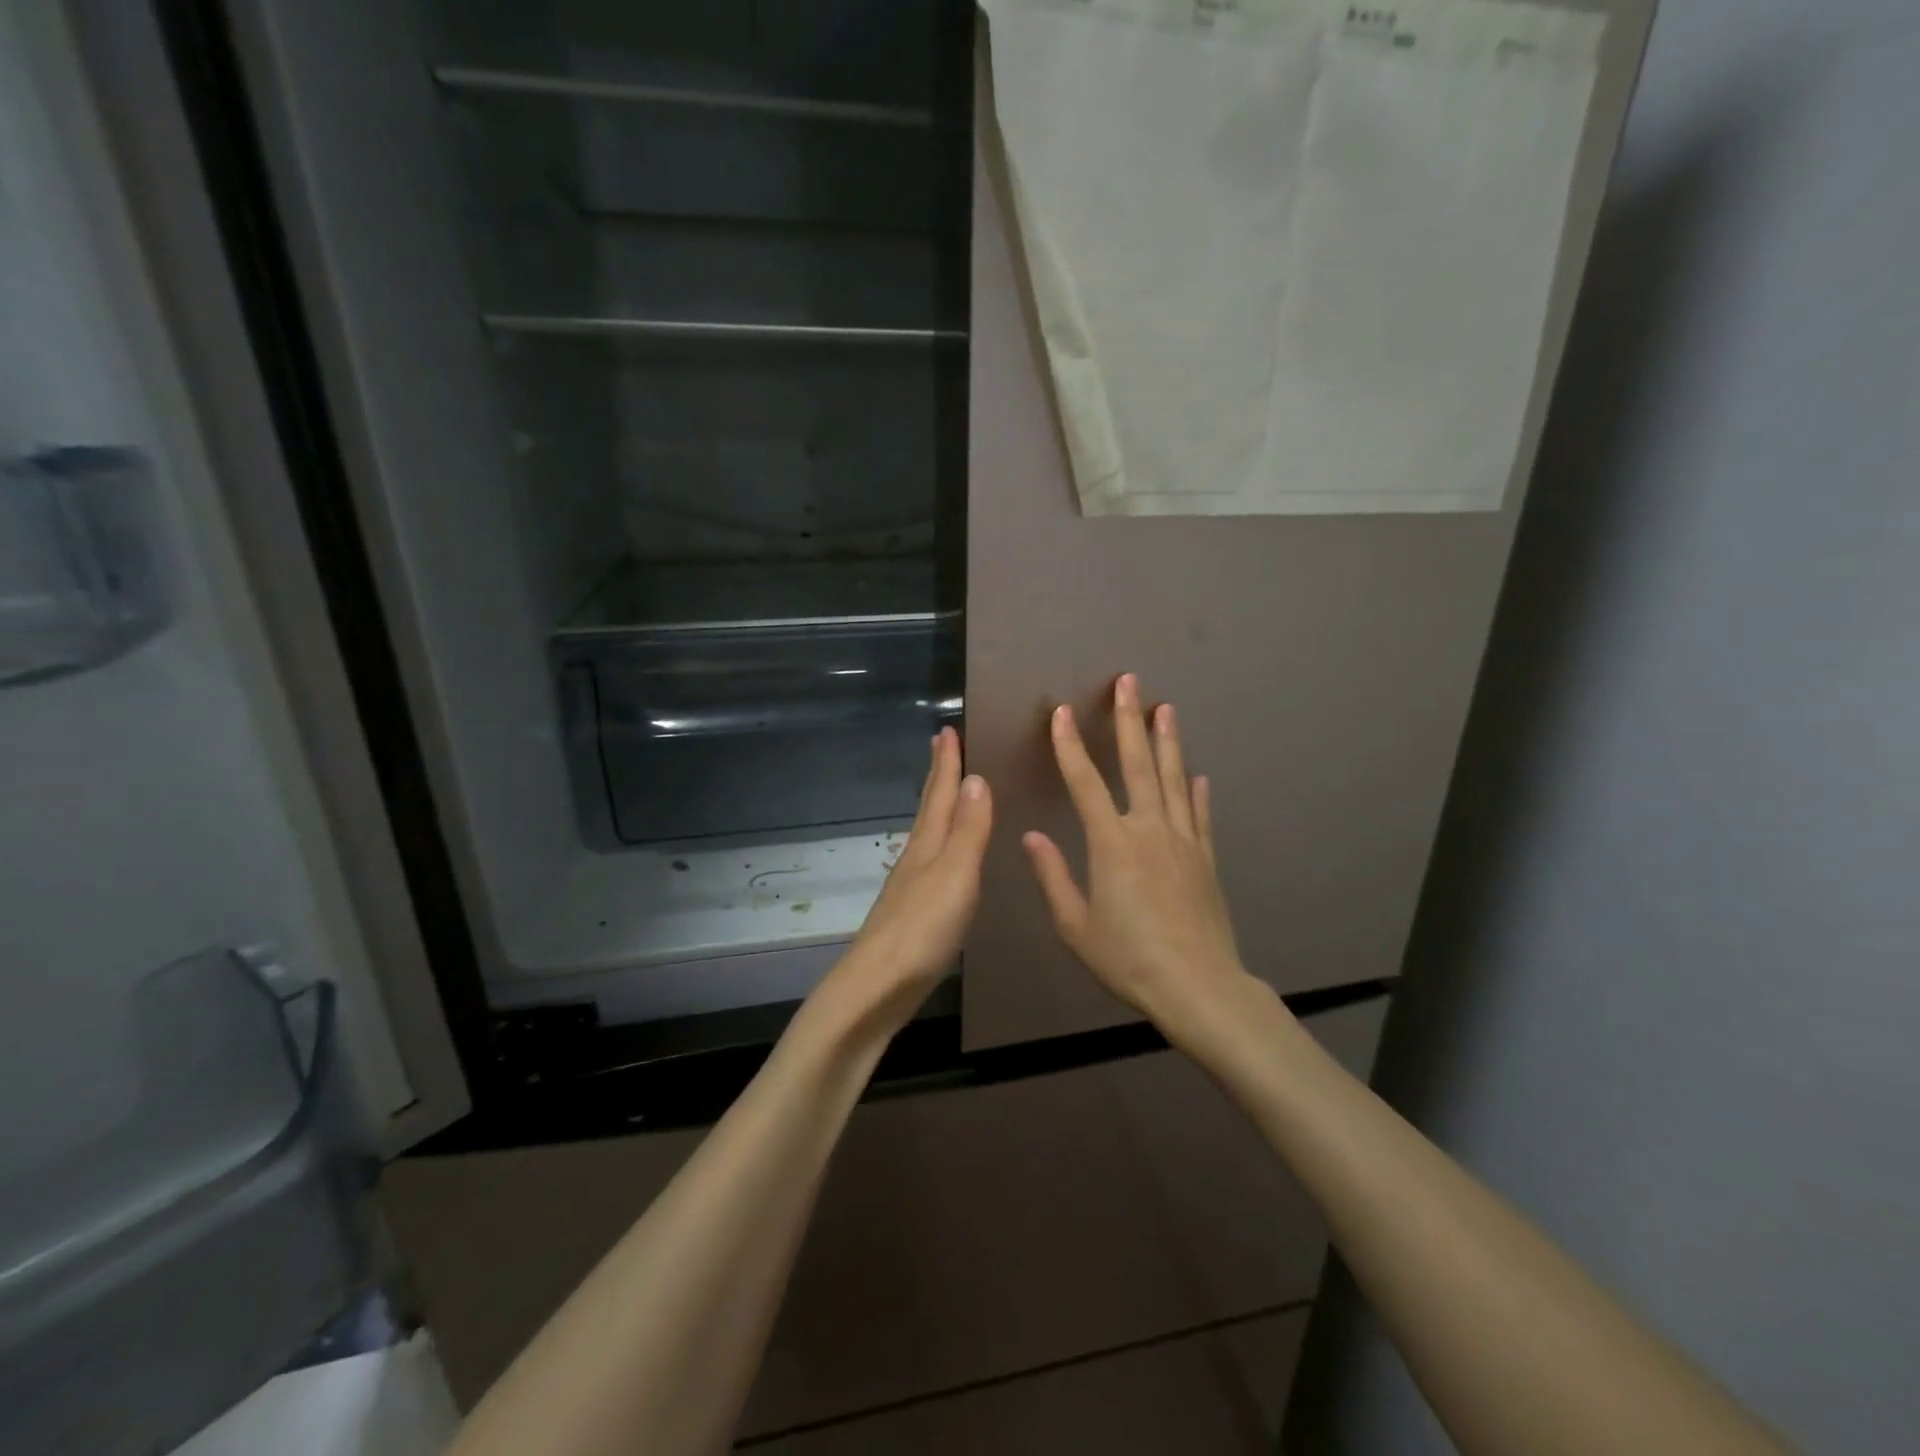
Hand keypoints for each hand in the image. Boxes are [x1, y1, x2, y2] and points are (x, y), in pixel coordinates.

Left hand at [817, 726, 991, 1036]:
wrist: (877, 988)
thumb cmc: (921, 929)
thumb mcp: (955, 874)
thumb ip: (968, 830)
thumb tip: (976, 778)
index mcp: (927, 845)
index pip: (939, 794)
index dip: (946, 763)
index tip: (946, 730)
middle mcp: (916, 858)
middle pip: (928, 808)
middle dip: (938, 776)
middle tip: (942, 746)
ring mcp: (911, 886)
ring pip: (928, 833)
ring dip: (939, 807)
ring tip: (949, 793)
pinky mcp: (913, 913)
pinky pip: (931, 862)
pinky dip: (941, 844)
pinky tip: (944, 857)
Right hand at [1023, 674, 1253, 1039]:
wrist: (1198, 987)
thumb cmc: (1128, 958)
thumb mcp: (1075, 926)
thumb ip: (1053, 877)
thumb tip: (1031, 837)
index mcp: (1112, 843)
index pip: (1085, 783)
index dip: (1070, 746)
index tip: (1061, 712)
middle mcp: (1149, 830)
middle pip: (1138, 765)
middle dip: (1130, 720)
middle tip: (1129, 682)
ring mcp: (1183, 841)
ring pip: (1173, 779)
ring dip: (1168, 742)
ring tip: (1166, 708)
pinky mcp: (1205, 859)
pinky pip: (1199, 816)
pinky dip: (1196, 792)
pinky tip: (1197, 775)